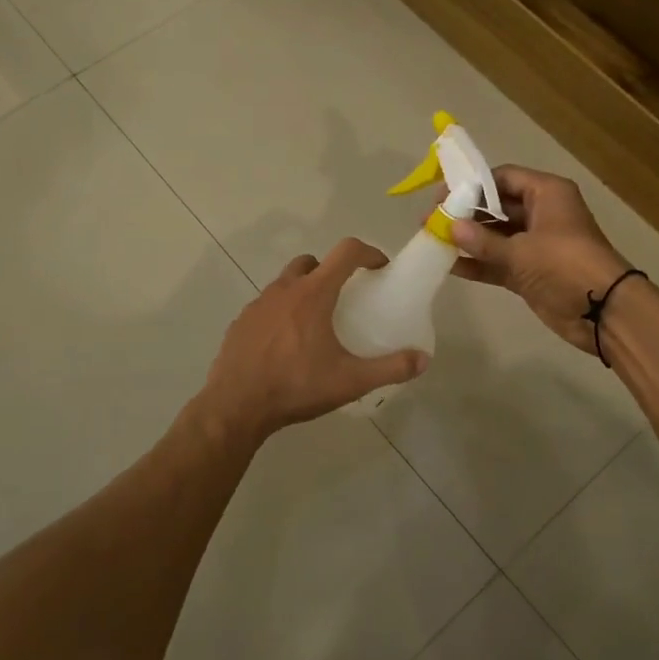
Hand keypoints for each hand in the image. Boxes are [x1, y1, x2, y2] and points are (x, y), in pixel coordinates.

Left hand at [198, 239, 429, 442]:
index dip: (368, 252)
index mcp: (312, 295)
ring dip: (304, 292)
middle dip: (331, 271)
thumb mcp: (350, 381)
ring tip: (316, 324)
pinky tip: (286, 344)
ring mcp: (257, 305)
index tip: (380, 268)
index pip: (345, 252)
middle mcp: (283, 290)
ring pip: (285, 283)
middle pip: (311, 262)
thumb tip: (423, 360)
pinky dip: (281, 313)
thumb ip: (390, 368)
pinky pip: (266, 307)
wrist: (235, 407)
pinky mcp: (240, 323)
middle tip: (345, 298)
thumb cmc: (296, 387)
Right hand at [446, 166, 633, 353]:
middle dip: (465, 214)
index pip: (502, 178)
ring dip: (469, 240)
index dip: (471, 185)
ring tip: (433, 241)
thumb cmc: (565, 265)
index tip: (442, 196)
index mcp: (546, 193)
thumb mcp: (521, 251)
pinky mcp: (531, 271)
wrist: (603, 311)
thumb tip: (450, 227)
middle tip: (431, 221)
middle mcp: (541, 213)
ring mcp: (536, 244)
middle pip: (496, 206)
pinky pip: (499, 261)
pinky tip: (450, 266)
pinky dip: (479, 263)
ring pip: (496, 235)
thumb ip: (483, 241)